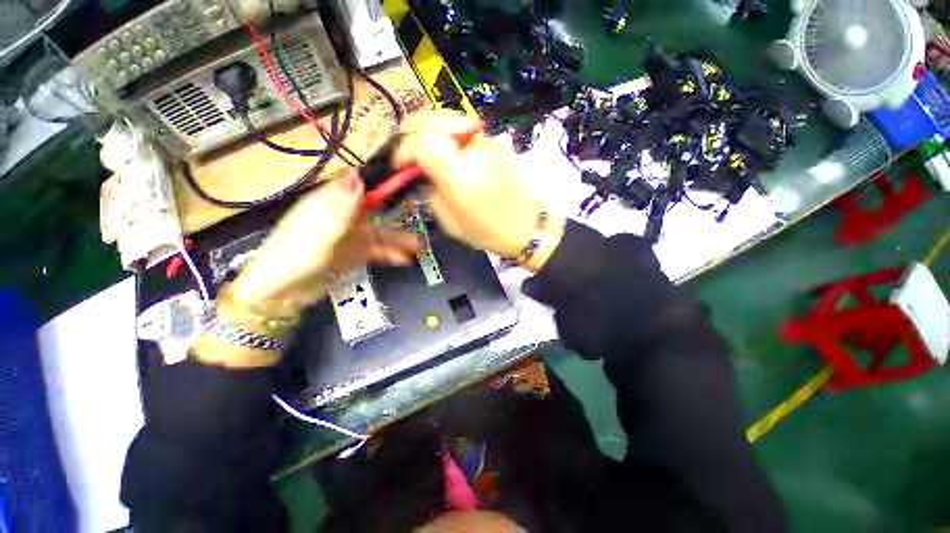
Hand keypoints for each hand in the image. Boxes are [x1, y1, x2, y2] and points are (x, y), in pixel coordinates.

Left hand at [230, 172, 421, 314]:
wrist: (281, 294)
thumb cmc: (294, 258)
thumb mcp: (318, 232)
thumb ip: (341, 207)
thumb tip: (358, 176)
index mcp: (329, 205)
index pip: (358, 188)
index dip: (380, 183)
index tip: (405, 184)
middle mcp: (342, 218)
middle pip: (375, 214)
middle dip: (396, 218)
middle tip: (416, 216)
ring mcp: (349, 238)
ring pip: (379, 234)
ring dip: (398, 240)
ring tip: (420, 246)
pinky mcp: (353, 255)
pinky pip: (376, 252)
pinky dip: (391, 255)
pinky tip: (405, 260)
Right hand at [394, 111, 563, 271]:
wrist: (526, 226)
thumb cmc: (487, 231)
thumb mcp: (450, 222)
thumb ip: (432, 193)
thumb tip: (423, 175)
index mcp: (457, 173)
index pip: (420, 142)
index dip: (403, 150)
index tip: (398, 164)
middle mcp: (470, 149)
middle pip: (432, 119)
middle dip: (411, 129)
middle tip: (405, 147)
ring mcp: (486, 142)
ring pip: (448, 117)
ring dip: (428, 126)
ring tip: (421, 144)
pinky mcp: (494, 143)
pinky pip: (464, 127)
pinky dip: (447, 131)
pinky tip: (444, 146)